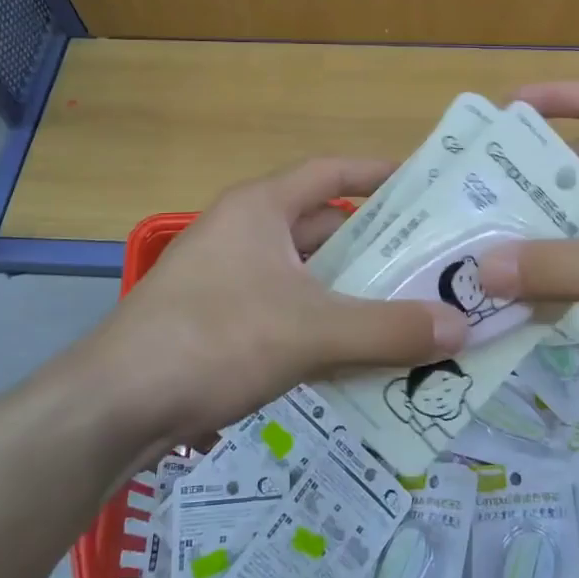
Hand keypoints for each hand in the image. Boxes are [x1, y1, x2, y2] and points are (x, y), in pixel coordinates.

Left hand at [68, 158, 468, 438]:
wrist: (115, 406)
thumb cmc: (215, 339)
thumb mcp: (311, 331)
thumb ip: (388, 329)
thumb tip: (464, 328)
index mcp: (261, 209)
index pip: (331, 171)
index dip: (379, 173)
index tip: (426, 185)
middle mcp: (244, 233)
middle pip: (325, 228)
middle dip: (378, 247)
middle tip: (435, 263)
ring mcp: (228, 278)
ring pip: (308, 276)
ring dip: (354, 293)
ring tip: (412, 311)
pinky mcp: (220, 321)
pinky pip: (288, 311)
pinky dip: (325, 326)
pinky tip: (361, 355)